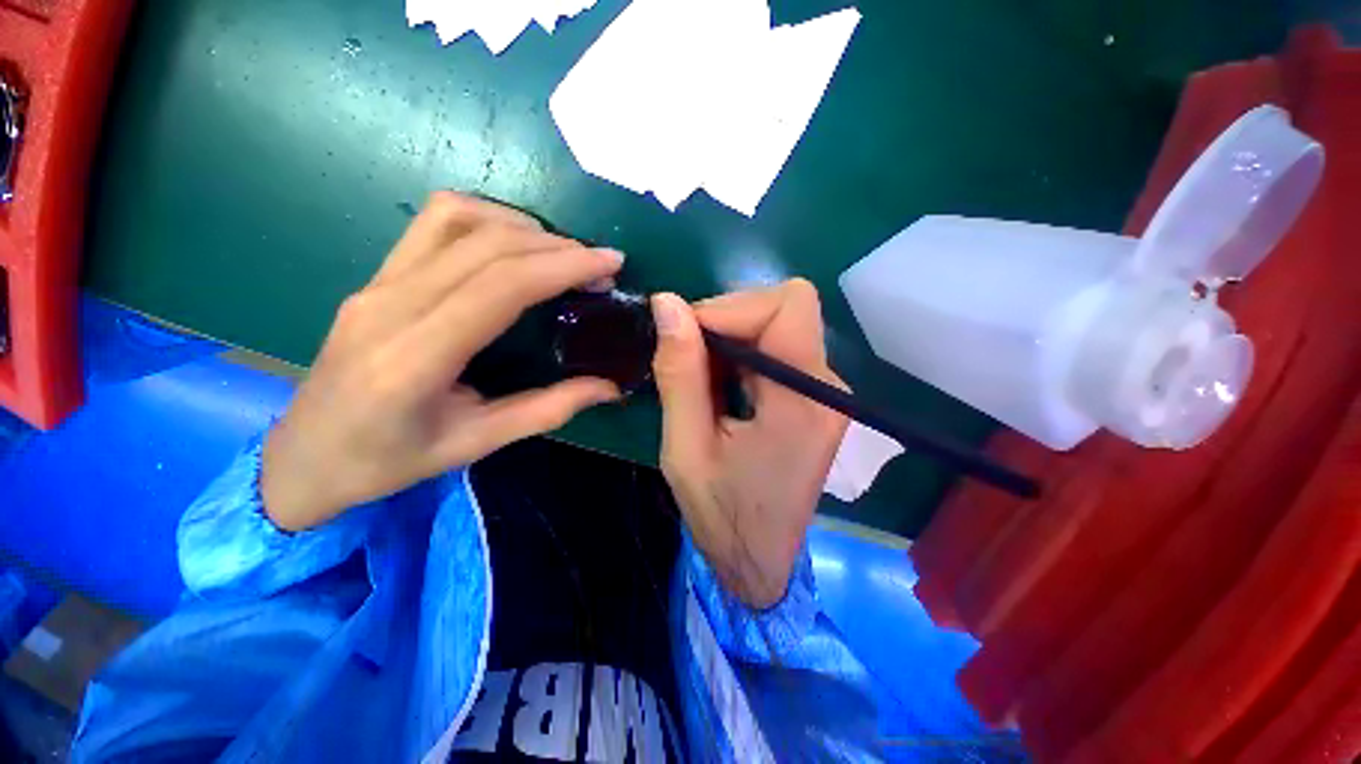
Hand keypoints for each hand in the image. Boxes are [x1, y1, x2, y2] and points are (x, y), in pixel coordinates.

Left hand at [262, 193, 624, 531]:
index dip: (562, 266)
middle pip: (485, 245)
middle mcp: (391, 305)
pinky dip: (484, 219)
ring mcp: (377, 283)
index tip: (609, 263)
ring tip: (561, 253)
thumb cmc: (389, 462)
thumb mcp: (477, 444)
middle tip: (599, 264)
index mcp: (416, 358)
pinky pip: (432, 223)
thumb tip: (610, 387)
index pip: (500, 286)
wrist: (303, 457)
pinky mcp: (376, 276)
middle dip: (556, 246)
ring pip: (456, 219)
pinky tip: (512, 243)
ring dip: (521, 226)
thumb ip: (549, 410)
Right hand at [651, 280, 848, 608]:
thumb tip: (667, 304)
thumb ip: (680, 374)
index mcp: (803, 401)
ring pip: (777, 326)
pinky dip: (740, 356)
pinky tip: (719, 387)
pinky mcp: (814, 399)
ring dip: (729, 340)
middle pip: (782, 310)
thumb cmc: (721, 516)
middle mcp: (827, 387)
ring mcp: (824, 393)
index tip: (685, 336)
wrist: (759, 563)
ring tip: (698, 379)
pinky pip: (776, 351)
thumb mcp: (686, 448)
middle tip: (685, 359)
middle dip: (726, 322)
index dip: (731, 308)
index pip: (787, 306)